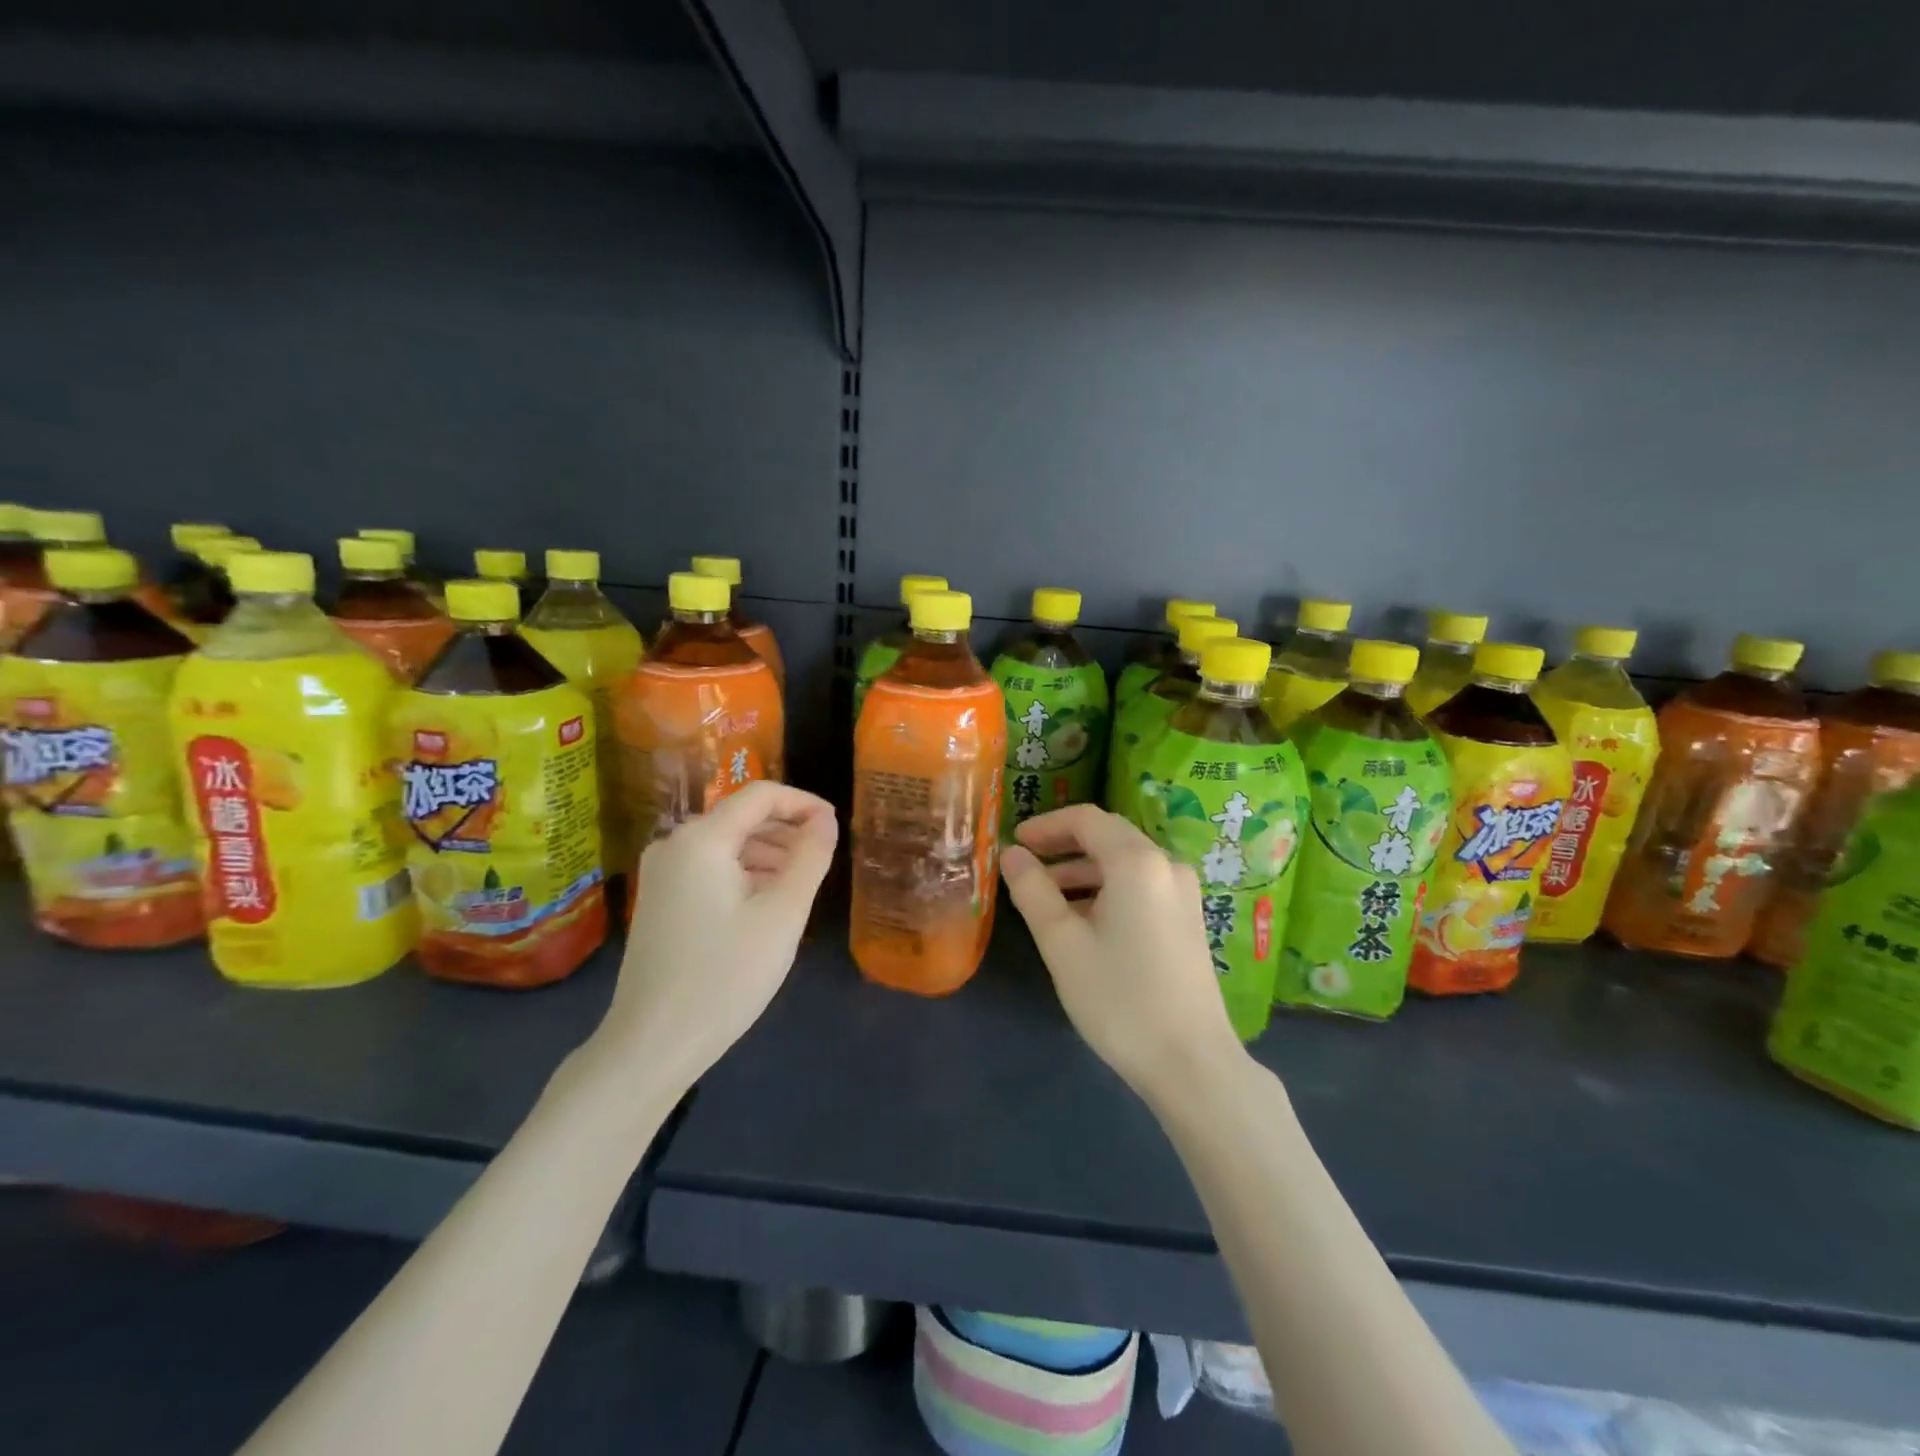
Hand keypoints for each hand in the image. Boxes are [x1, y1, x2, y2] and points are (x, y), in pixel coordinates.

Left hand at [599, 781, 837, 1088]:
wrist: (652, 1044)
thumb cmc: (725, 975)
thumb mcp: (782, 914)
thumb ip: (810, 858)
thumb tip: (826, 820)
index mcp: (701, 839)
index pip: (761, 795)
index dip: (804, 803)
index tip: (836, 826)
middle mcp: (674, 844)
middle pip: (742, 818)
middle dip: (787, 832)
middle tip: (823, 862)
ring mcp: (662, 873)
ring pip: (728, 845)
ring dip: (769, 855)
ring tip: (801, 886)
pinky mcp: (660, 899)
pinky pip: (711, 869)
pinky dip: (745, 875)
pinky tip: (767, 905)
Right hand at [1000, 804, 1242, 1100]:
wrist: (1192, 1062)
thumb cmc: (1119, 998)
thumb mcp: (1062, 943)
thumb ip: (1032, 891)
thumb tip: (1011, 854)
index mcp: (1137, 861)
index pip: (1086, 819)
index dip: (1046, 825)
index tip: (1015, 843)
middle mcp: (1166, 865)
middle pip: (1108, 836)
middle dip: (1063, 846)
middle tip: (1025, 866)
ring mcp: (1183, 892)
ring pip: (1125, 862)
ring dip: (1083, 871)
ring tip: (1045, 899)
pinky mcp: (1188, 918)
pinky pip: (1141, 885)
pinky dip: (1107, 889)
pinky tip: (1084, 921)